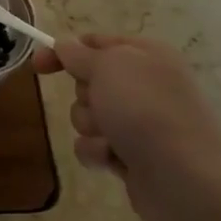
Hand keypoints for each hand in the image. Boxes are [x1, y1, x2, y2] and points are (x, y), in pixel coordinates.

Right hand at [34, 33, 220, 220]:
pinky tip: (113, 158)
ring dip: (90, 126)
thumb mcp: (107, 67)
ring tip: (111, 138)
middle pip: (87, 81)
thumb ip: (79, 53)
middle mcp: (145, 85)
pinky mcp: (132, 153)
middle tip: (100, 104)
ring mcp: (140, 121)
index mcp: (146, 55)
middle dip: (84, 96)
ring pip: (87, 115)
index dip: (64, 52)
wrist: (181, 177)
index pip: (95, 42)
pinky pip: (94, 145)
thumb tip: (64, 46)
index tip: (39, 66)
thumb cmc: (145, 110)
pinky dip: (97, 151)